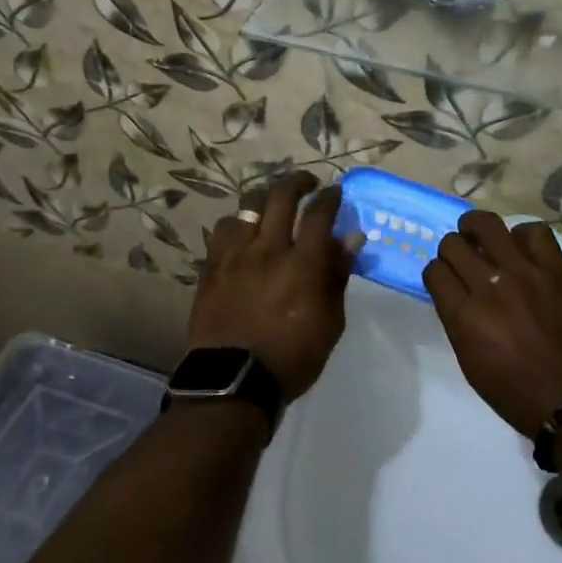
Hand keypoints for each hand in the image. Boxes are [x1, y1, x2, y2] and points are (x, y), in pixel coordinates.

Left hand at [190, 172, 357, 400]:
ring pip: (248, 206)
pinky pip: (223, 230)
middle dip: (298, 181)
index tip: (335, 191)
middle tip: (307, 183)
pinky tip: (242, 233)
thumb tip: (350, 239)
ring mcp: (236, 255)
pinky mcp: (212, 266)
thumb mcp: (330, 322)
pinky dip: (237, 224)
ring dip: (265, 198)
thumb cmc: (292, 357)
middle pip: (282, 196)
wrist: (233, 381)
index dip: (330, 196)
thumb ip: (338, 275)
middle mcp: (269, 248)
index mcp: (303, 263)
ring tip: (272, 204)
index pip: (320, 212)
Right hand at [424, 212, 561, 437]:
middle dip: (453, 250)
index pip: (435, 271)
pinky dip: (523, 237)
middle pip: (453, 244)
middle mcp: (490, 287)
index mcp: (464, 317)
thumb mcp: (470, 362)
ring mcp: (525, 274)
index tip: (447, 279)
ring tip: (484, 238)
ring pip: (487, 224)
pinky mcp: (557, 270)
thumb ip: (458, 320)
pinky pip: (534, 232)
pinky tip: (523, 250)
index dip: (438, 273)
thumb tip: (455, 290)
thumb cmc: (515, 393)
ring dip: (477, 229)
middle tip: (465, 259)